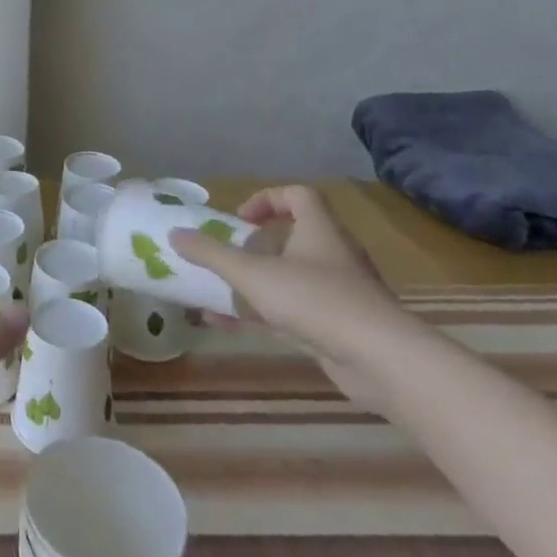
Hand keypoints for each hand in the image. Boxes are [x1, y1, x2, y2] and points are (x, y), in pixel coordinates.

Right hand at [170, 185, 414, 406]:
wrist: (382, 361)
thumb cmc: (315, 300)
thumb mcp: (252, 274)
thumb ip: (211, 254)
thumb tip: (174, 234)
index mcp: (320, 231)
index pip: (299, 195)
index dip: (267, 198)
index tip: (240, 219)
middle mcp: (333, 256)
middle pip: (295, 237)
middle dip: (255, 245)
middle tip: (226, 254)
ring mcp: (338, 293)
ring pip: (291, 278)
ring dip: (255, 282)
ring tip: (217, 289)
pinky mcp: (338, 327)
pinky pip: (292, 311)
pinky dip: (260, 314)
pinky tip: (225, 324)